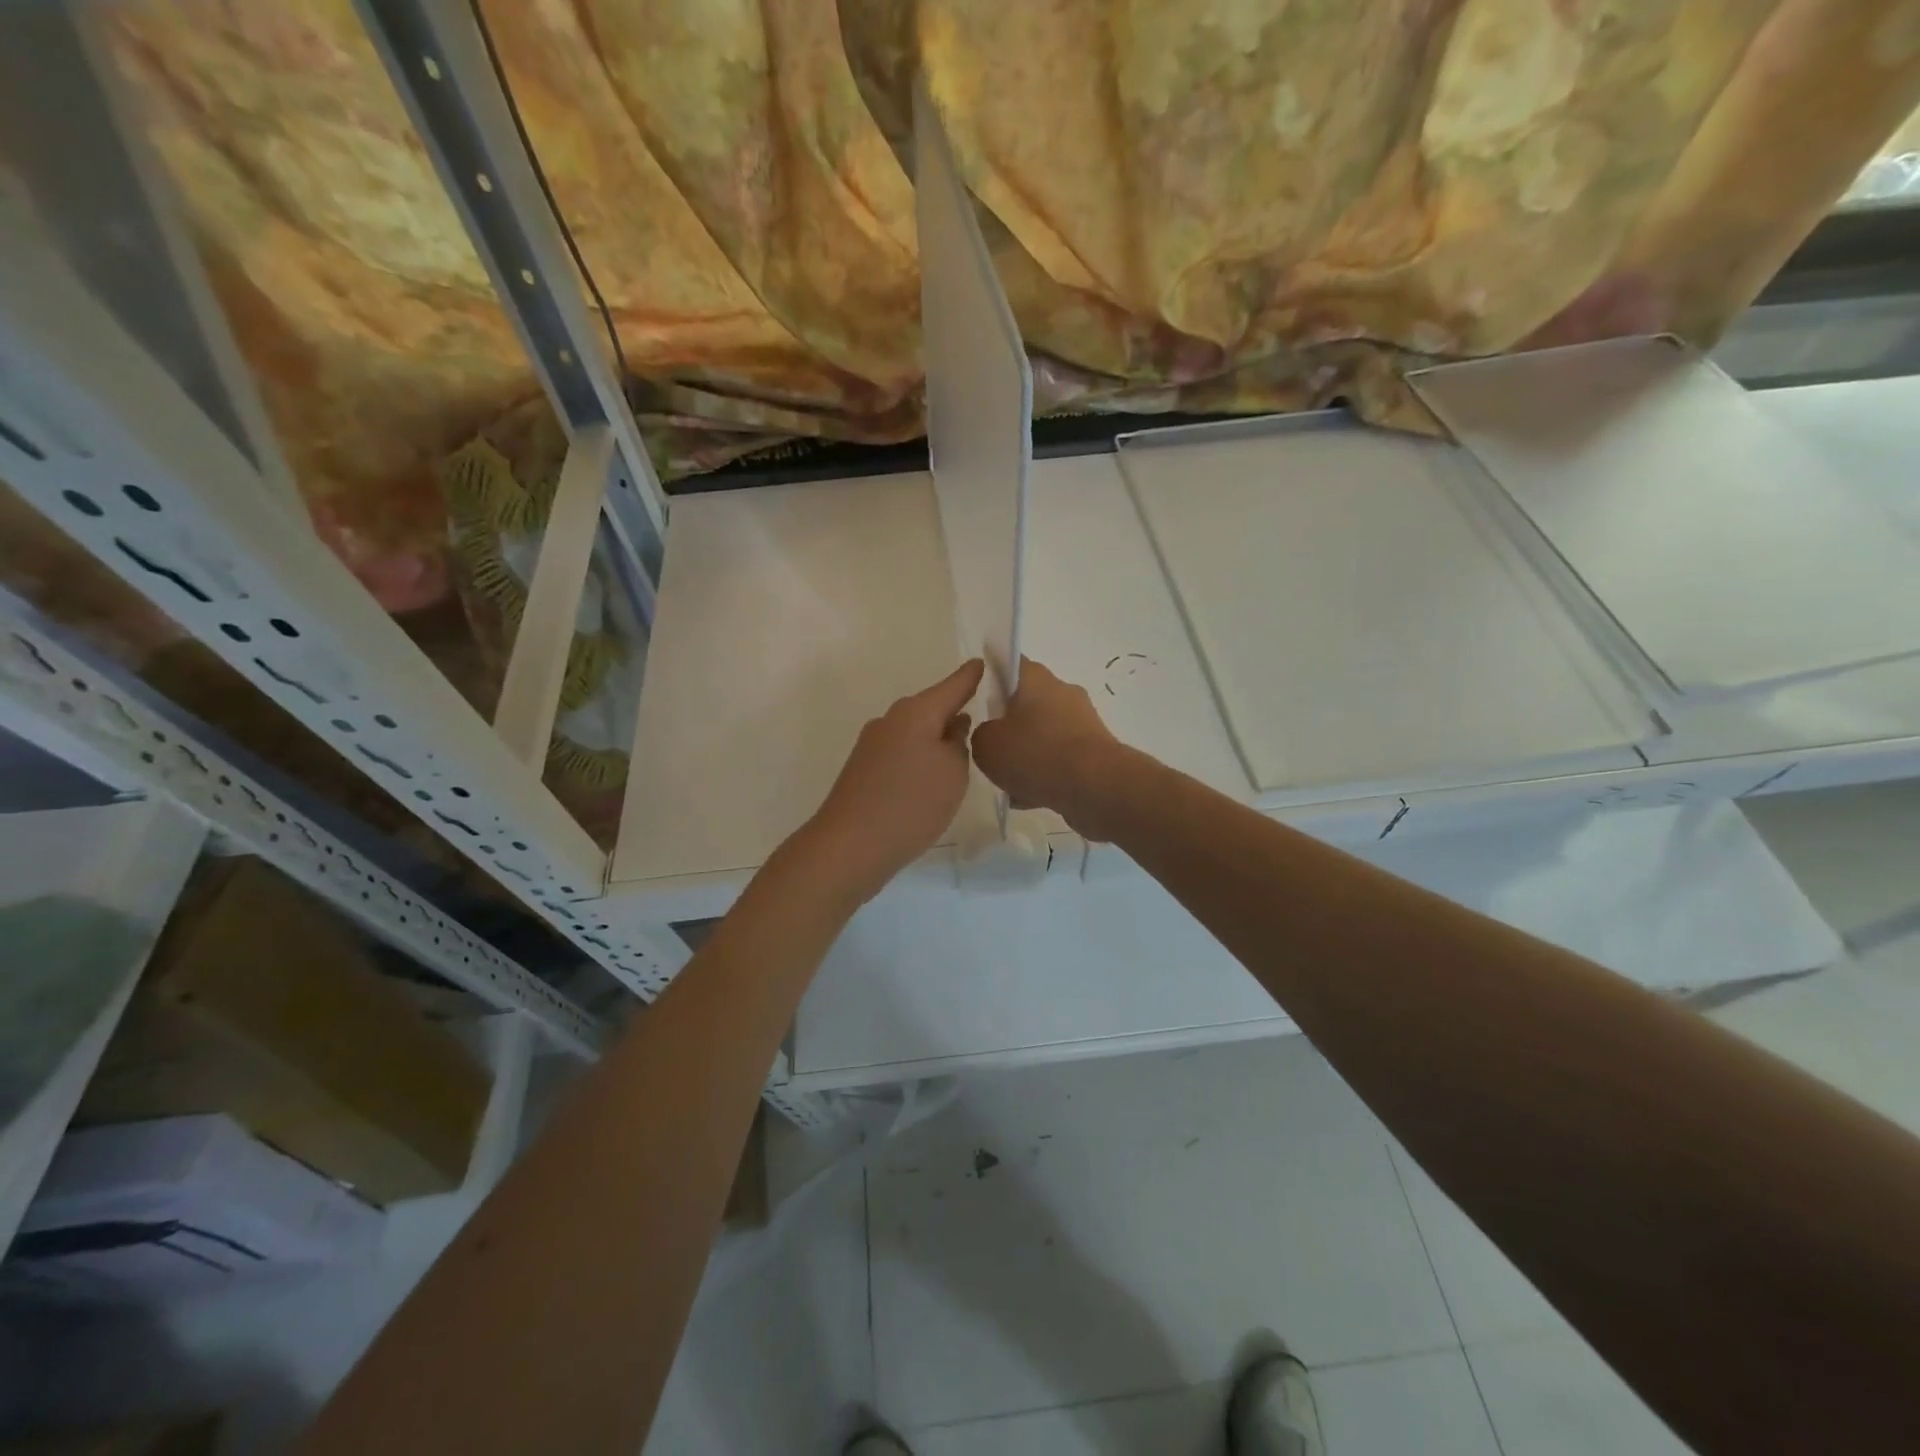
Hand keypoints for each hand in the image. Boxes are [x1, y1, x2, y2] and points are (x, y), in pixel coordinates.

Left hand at [801, 659, 984, 900]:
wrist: (850, 846)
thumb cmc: (911, 804)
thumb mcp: (953, 773)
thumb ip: (958, 743)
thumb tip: (952, 726)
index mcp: (915, 712)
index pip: (953, 685)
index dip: (971, 676)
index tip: (984, 663)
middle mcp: (891, 720)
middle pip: (931, 708)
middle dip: (954, 710)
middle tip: (982, 714)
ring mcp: (873, 745)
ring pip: (915, 732)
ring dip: (936, 738)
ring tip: (961, 753)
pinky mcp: (864, 770)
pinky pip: (902, 753)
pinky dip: (919, 759)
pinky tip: (930, 779)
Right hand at [970, 658, 1124, 839]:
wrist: (1096, 786)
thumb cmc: (1036, 754)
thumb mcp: (987, 746)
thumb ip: (981, 735)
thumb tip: (993, 736)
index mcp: (1036, 679)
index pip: (1010, 663)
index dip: (992, 675)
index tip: (978, 694)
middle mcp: (1062, 693)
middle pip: (1027, 702)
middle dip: (1009, 724)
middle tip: (991, 747)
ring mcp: (1083, 722)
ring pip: (1044, 734)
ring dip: (1028, 753)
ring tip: (1009, 782)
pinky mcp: (1095, 750)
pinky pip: (1061, 758)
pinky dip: (1046, 773)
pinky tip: (1031, 797)